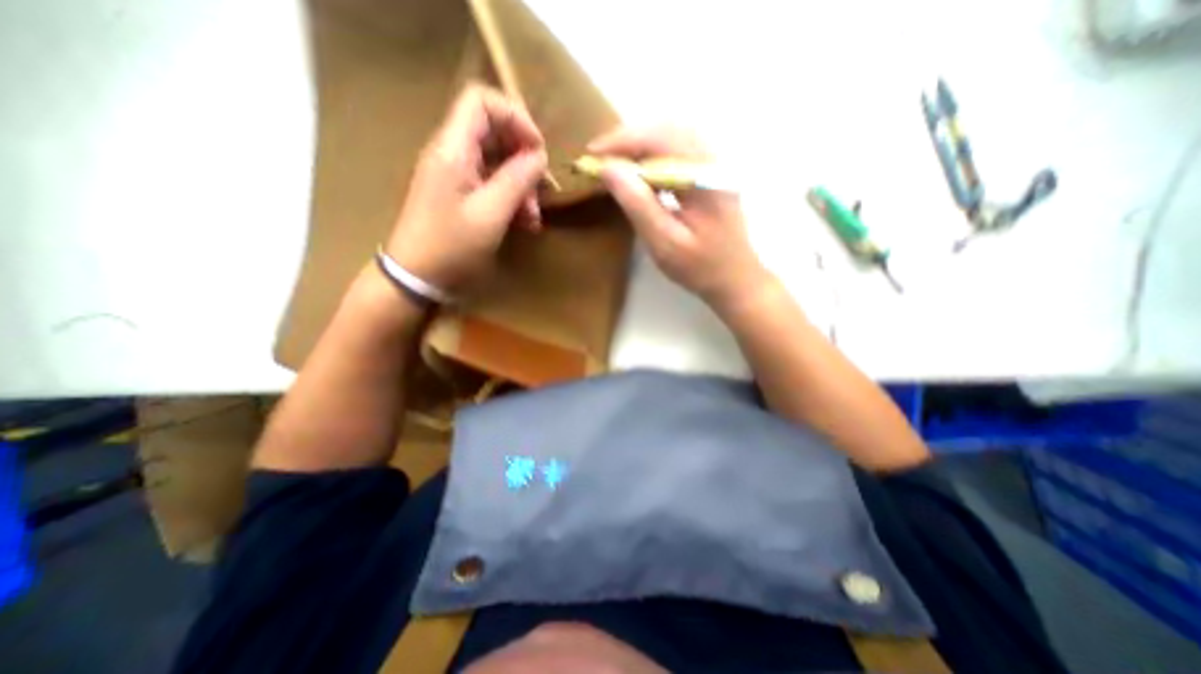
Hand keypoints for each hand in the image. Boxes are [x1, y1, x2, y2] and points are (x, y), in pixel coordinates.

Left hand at [384, 81, 547, 291]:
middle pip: (493, 132)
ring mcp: (454, 174)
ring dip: (520, 185)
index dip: (515, 117)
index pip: (482, 101)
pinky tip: (523, 222)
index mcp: (452, 148)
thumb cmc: (452, 246)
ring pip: (496, 162)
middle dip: (523, 159)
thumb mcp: (491, 214)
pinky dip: (510, 198)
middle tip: (541, 191)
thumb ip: (516, 179)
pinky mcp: (458, 194)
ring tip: (533, 217)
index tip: (538, 150)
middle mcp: (451, 153)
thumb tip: (538, 157)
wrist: (416, 277)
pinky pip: (490, 183)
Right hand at [590, 125, 767, 309]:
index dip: (622, 141)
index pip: (660, 139)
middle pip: (667, 130)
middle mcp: (713, 161)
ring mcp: (715, 166)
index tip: (592, 155)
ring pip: (673, 136)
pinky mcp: (711, 174)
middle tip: (599, 158)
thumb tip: (609, 169)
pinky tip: (640, 171)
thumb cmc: (699, 267)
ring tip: (615, 163)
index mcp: (704, 177)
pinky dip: (654, 154)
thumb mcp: (664, 243)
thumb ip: (638, 204)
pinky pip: (679, 150)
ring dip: (640, 144)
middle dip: (628, 139)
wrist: (735, 278)